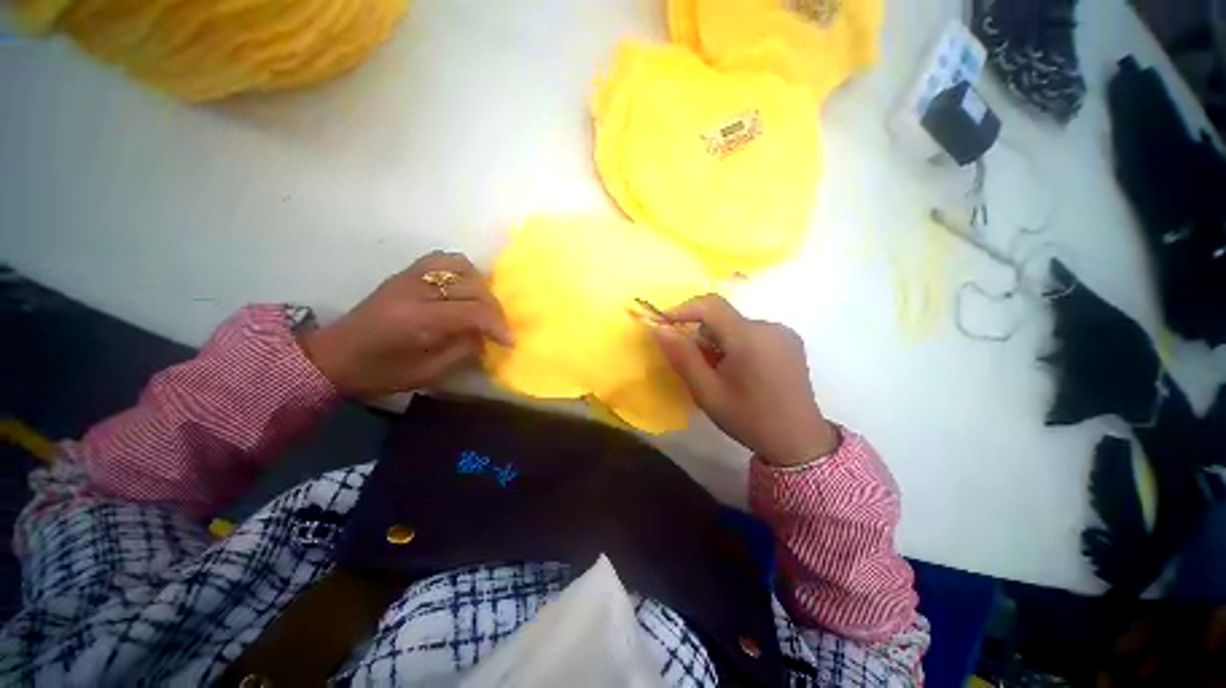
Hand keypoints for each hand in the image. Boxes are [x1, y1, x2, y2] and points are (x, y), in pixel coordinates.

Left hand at [300, 251, 512, 396]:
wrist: (334, 356)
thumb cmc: (379, 373)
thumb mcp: (427, 373)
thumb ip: (463, 351)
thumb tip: (487, 336)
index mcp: (417, 319)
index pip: (473, 311)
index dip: (498, 325)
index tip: (510, 341)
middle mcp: (415, 290)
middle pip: (472, 287)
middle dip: (494, 309)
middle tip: (499, 329)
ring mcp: (409, 277)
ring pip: (461, 266)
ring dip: (481, 286)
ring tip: (484, 306)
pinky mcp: (406, 273)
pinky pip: (444, 260)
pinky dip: (463, 271)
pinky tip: (466, 288)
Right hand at [650, 294, 837, 466]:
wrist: (799, 441)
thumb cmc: (748, 418)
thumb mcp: (707, 391)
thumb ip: (682, 356)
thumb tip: (659, 329)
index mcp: (750, 337)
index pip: (710, 305)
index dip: (683, 309)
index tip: (663, 324)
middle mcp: (770, 327)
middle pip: (723, 318)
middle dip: (703, 336)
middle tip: (698, 366)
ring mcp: (784, 333)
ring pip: (736, 326)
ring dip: (720, 342)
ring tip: (723, 374)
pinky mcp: (790, 341)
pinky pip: (752, 333)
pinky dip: (738, 345)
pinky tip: (743, 372)